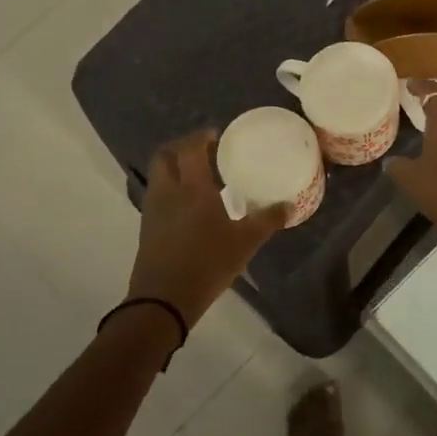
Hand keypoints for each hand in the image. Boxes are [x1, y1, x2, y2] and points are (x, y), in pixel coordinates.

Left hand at [125, 131, 284, 326]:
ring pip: (159, 176)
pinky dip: (171, 191)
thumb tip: (289, 205)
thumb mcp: (246, 242)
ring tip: (199, 179)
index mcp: (192, 187)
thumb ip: (268, 220)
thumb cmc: (208, 263)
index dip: (202, 137)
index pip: (190, 148)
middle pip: (165, 156)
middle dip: (182, 148)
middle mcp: (168, 191)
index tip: (217, 136)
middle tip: (204, 152)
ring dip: (175, 169)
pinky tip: (190, 208)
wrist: (164, 299)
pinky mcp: (147, 228)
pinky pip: (158, 197)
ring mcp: (153, 210)